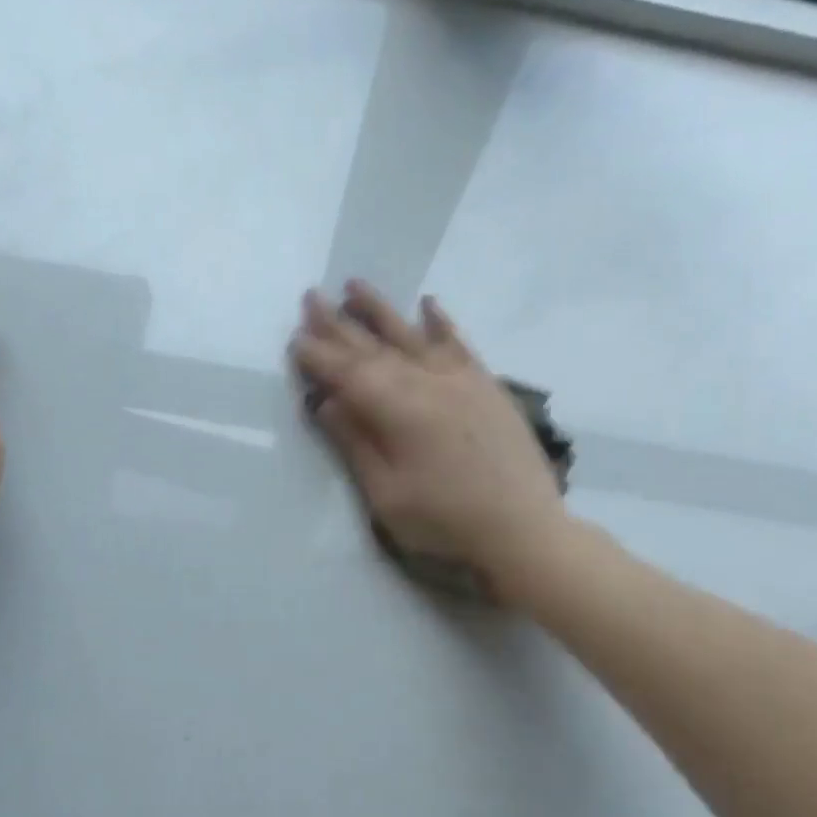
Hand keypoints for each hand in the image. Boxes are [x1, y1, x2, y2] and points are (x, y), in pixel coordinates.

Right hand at [289, 282, 568, 597]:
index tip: (294, 339)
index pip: (348, 375)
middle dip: (339, 325)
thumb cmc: (445, 523)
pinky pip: (460, 345)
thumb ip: (356, 445)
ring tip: (354, 285)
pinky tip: (429, 305)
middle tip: (311, 298)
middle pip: (375, 349)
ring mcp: (463, 381)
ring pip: (414, 336)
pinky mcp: (488, 388)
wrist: (522, 530)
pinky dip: (442, 323)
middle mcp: (429, 383)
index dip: (319, 357)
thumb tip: (327, 402)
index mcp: (400, 412)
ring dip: (381, 311)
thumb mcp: (387, 496)